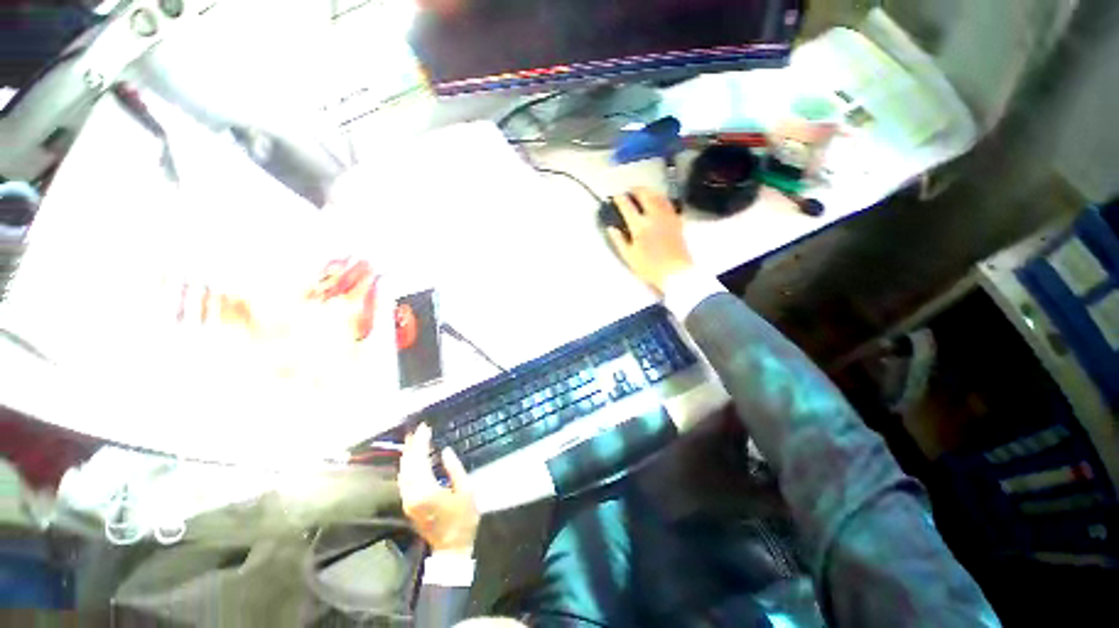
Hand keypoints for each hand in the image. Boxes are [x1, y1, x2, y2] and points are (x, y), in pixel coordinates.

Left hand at [398, 424, 479, 554]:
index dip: (421, 443)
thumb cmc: (463, 518)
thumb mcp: (466, 490)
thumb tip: (445, 451)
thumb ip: (454, 469)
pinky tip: (414, 458)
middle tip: (418, 430)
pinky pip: (404, 480)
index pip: (420, 460)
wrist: (452, 547)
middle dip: (412, 446)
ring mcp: (408, 501)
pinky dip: (408, 466)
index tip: (425, 428)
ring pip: (403, 472)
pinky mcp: (409, 505)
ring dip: (408, 455)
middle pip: (408, 465)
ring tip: (414, 439)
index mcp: (427, 491)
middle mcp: (412, 495)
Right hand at [606, 188, 693, 293]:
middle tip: (630, 190)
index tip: (616, 197)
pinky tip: (659, 202)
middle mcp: (654, 217)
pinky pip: (668, 204)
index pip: (627, 207)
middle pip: (645, 195)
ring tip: (644, 191)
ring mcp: (667, 217)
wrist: (676, 272)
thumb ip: (619, 241)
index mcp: (640, 226)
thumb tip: (611, 229)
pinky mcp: (677, 221)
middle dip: (636, 190)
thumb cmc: (650, 267)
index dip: (620, 199)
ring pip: (659, 196)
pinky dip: (661, 199)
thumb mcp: (629, 257)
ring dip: (650, 191)